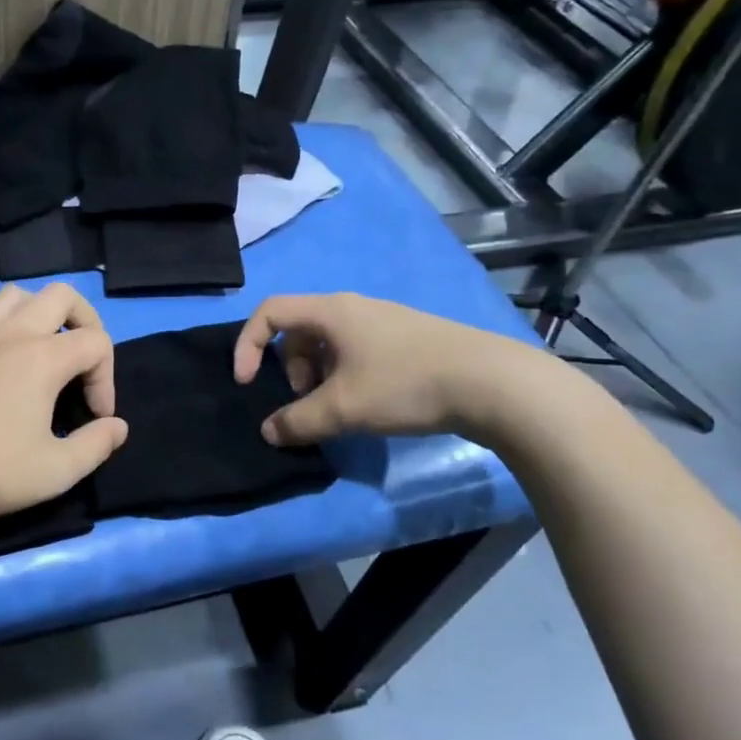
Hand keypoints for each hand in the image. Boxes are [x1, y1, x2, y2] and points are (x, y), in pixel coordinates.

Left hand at [0, 283, 126, 547]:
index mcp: (43, 358)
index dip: (107, 378)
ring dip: (35, 313)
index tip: (96, 417)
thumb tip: (117, 426)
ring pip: (12, 294)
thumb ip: (96, 445)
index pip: (96, 342)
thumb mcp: (56, 472)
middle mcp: (8, 332)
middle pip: (61, 295)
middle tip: (81, 363)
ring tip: (37, 350)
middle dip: (84, 322)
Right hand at [233, 293, 554, 444]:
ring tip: (339, 409)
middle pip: (298, 330)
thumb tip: (270, 432)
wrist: (492, 383)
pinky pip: (355, 351)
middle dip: (290, 369)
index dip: (247, 345)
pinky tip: (369, 404)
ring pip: (328, 344)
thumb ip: (298, 421)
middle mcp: (353, 307)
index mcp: (331, 311)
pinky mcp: (405, 339)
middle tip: (308, 402)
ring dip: (318, 376)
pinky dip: (345, 376)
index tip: (248, 384)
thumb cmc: (406, 384)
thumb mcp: (343, 408)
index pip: (269, 312)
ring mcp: (383, 321)